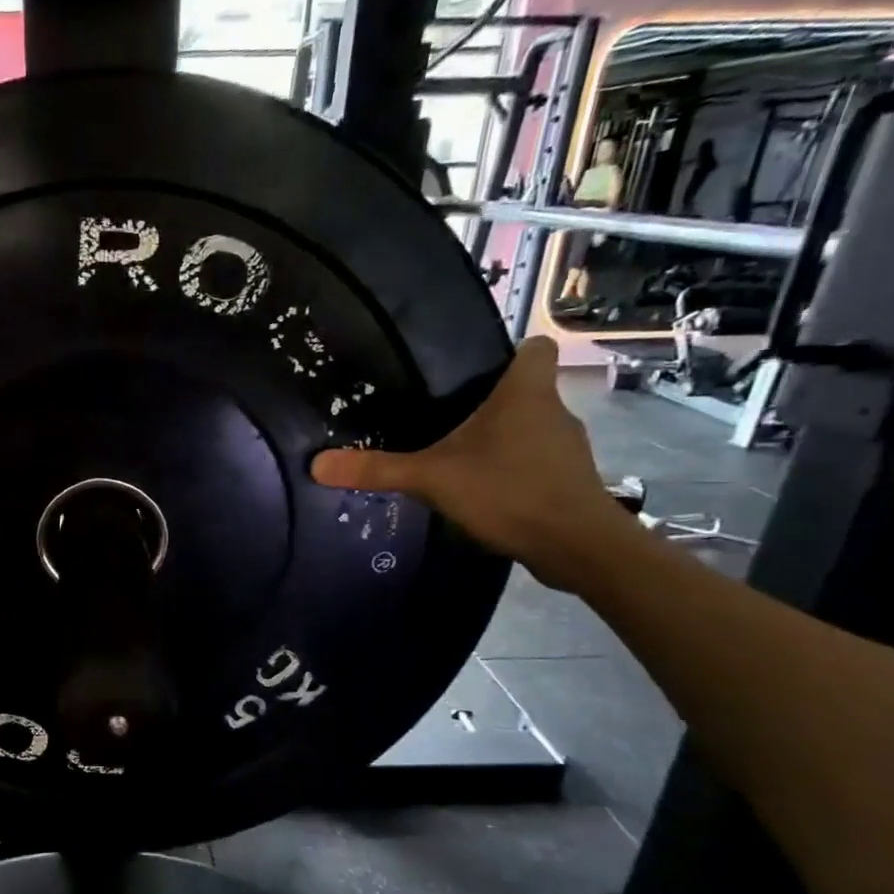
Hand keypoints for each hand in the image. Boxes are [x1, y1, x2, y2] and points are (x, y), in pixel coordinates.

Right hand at [311, 337, 626, 589]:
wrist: (577, 546)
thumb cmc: (507, 491)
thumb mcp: (431, 479)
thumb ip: (376, 469)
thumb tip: (316, 463)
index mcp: (526, 393)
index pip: (535, 348)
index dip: (509, 352)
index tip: (472, 371)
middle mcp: (554, 411)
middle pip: (525, 391)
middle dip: (490, 402)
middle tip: (444, 417)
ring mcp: (566, 448)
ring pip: (531, 428)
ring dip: (501, 438)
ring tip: (458, 456)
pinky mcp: (569, 480)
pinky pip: (536, 461)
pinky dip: (513, 469)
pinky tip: (483, 490)